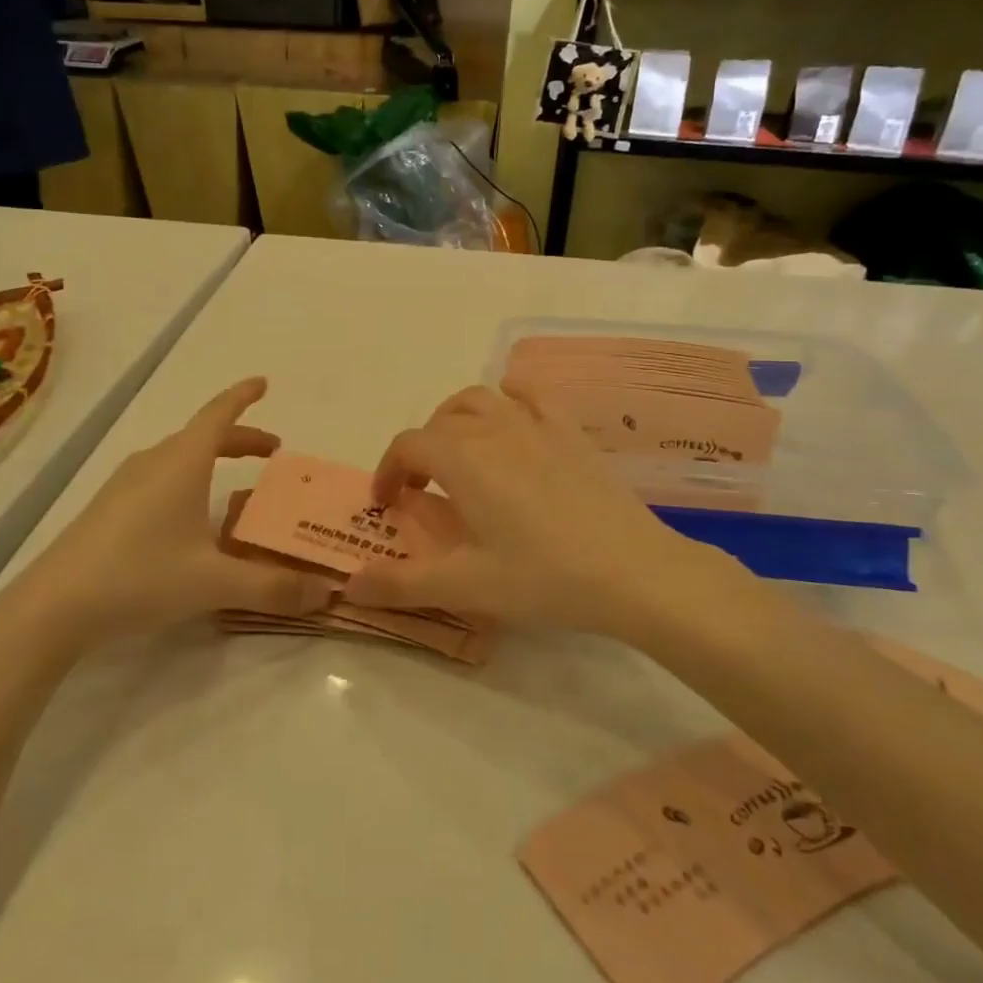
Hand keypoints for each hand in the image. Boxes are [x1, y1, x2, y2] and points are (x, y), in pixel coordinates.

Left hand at [17, 378, 333, 647]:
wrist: (53, 606)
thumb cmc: (140, 576)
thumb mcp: (214, 583)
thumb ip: (272, 587)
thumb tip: (327, 593)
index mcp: (183, 462)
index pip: (219, 413)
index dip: (243, 396)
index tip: (264, 382)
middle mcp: (155, 462)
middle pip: (204, 435)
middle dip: (241, 438)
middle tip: (272, 451)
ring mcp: (126, 483)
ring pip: (180, 456)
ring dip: (212, 458)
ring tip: (236, 484)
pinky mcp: (109, 507)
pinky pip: (160, 476)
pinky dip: (189, 478)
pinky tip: (190, 517)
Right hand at [342, 385, 743, 640]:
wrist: (634, 571)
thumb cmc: (544, 577)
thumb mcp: (466, 587)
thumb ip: (402, 583)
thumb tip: (348, 584)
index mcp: (462, 458)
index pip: (407, 445)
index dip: (388, 470)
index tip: (387, 504)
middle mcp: (493, 428)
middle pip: (439, 421)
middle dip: (419, 450)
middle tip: (422, 490)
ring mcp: (536, 424)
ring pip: (480, 398)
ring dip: (456, 419)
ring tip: (459, 453)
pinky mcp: (570, 432)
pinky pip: (531, 396)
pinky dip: (510, 399)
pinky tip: (512, 419)